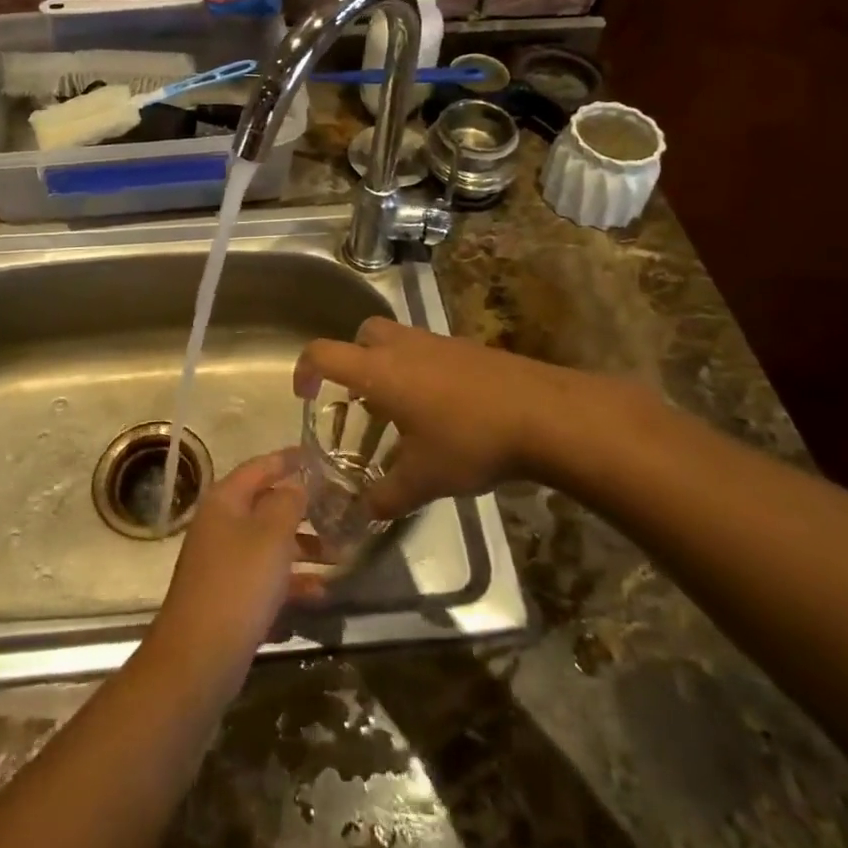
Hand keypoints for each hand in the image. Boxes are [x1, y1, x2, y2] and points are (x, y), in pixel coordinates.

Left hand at [150, 451, 325, 673]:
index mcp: (226, 502)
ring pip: (270, 546)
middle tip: (342, 514)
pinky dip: (291, 584)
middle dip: (305, 512)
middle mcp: (221, 526)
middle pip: (267, 507)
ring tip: (341, 559)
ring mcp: (223, 564)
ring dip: (304, 550)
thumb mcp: (271, 535)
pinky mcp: (229, 599)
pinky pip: (266, 581)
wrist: (197, 660)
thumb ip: (288, 502)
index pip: (260, 467)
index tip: (319, 457)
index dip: (289, 460)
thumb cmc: (238, 584)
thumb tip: (296, 484)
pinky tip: (320, 596)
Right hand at [293, 318, 582, 519]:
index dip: (305, 369)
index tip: (306, 396)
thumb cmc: (469, 441)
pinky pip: (428, 352)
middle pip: (362, 335)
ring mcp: (438, 343)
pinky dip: (420, 372)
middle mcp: (403, 347)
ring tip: (400, 412)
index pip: (324, 353)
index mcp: (379, 371)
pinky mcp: (467, 349)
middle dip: (352, 361)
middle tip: (359, 400)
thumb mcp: (422, 479)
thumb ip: (385, 497)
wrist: (542, 413)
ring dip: (389, 368)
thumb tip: (362, 513)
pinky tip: (440, 412)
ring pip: (398, 341)